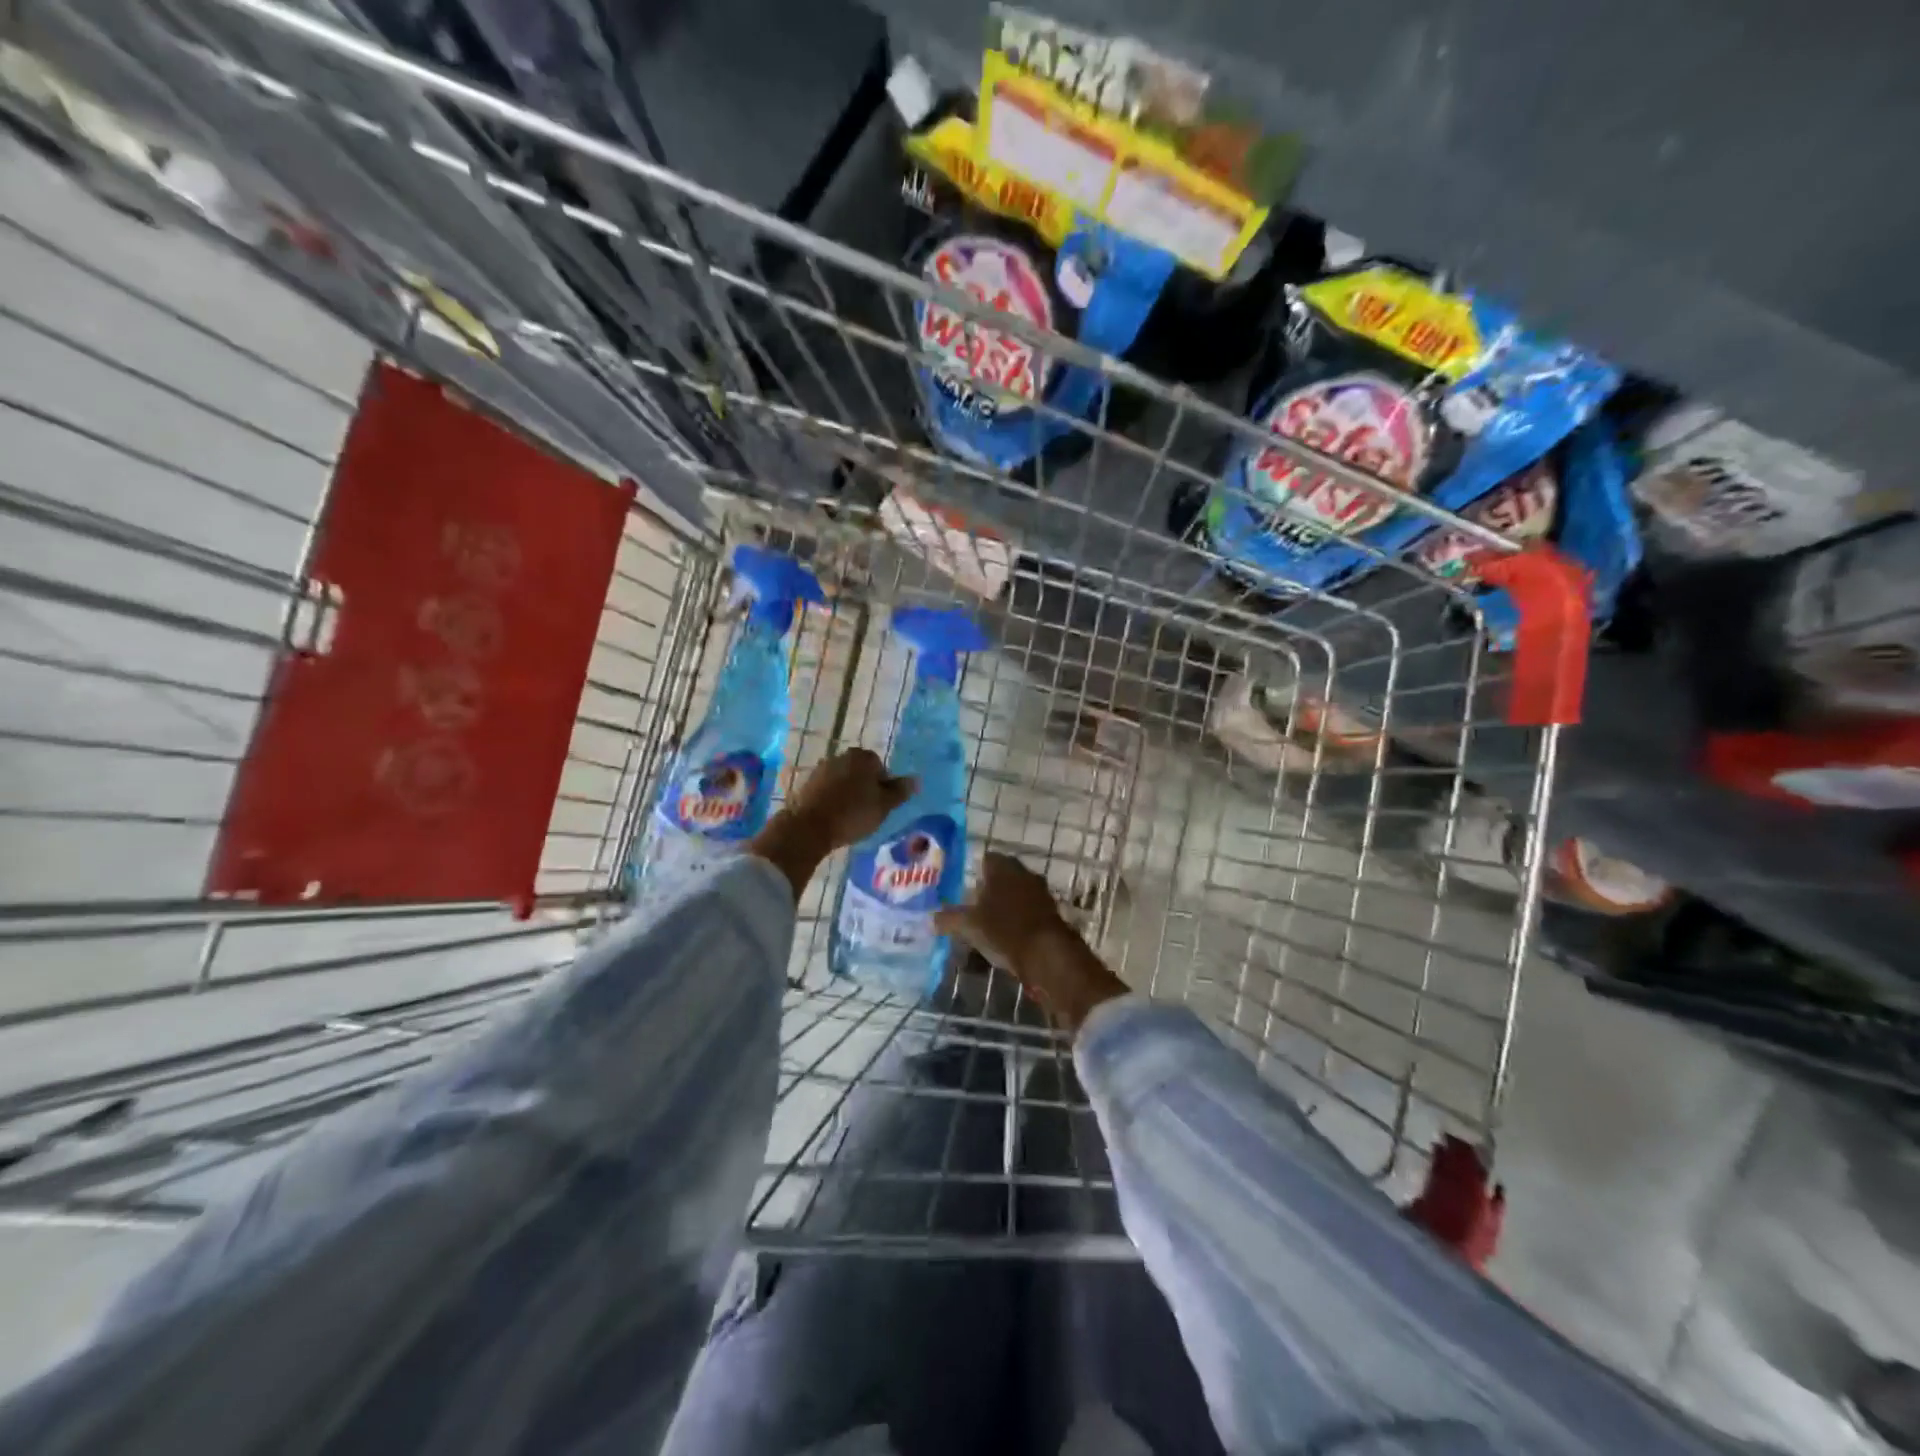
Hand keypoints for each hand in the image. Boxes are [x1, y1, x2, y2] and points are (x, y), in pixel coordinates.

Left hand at [751, 749, 914, 899]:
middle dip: (865, 788)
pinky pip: (828, 789)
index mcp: (863, 757)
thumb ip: (900, 791)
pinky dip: (833, 799)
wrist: (808, 826)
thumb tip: (915, 780)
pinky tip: (834, 816)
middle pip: (861, 772)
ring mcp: (822, 768)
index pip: (881, 768)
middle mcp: (842, 756)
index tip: (881, 806)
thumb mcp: (883, 805)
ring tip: (850, 816)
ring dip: (848, 793)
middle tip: (868, 812)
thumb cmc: (852, 814)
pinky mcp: (807, 783)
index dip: (884, 788)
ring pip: (843, 780)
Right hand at [934, 853, 1127, 1032]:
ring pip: (1015, 893)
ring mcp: (1040, 891)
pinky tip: (1006, 936)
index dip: (972, 872)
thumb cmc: (1004, 930)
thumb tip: (930, 919)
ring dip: (1003, 905)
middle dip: (986, 890)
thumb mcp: (969, 926)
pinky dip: (1016, 919)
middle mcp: (1023, 872)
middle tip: (970, 907)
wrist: (1048, 954)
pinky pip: (1027, 910)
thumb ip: (948, 919)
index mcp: (1003, 867)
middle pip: (1000, 876)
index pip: (984, 859)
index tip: (961, 889)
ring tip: (986, 925)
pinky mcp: (1051, 911)